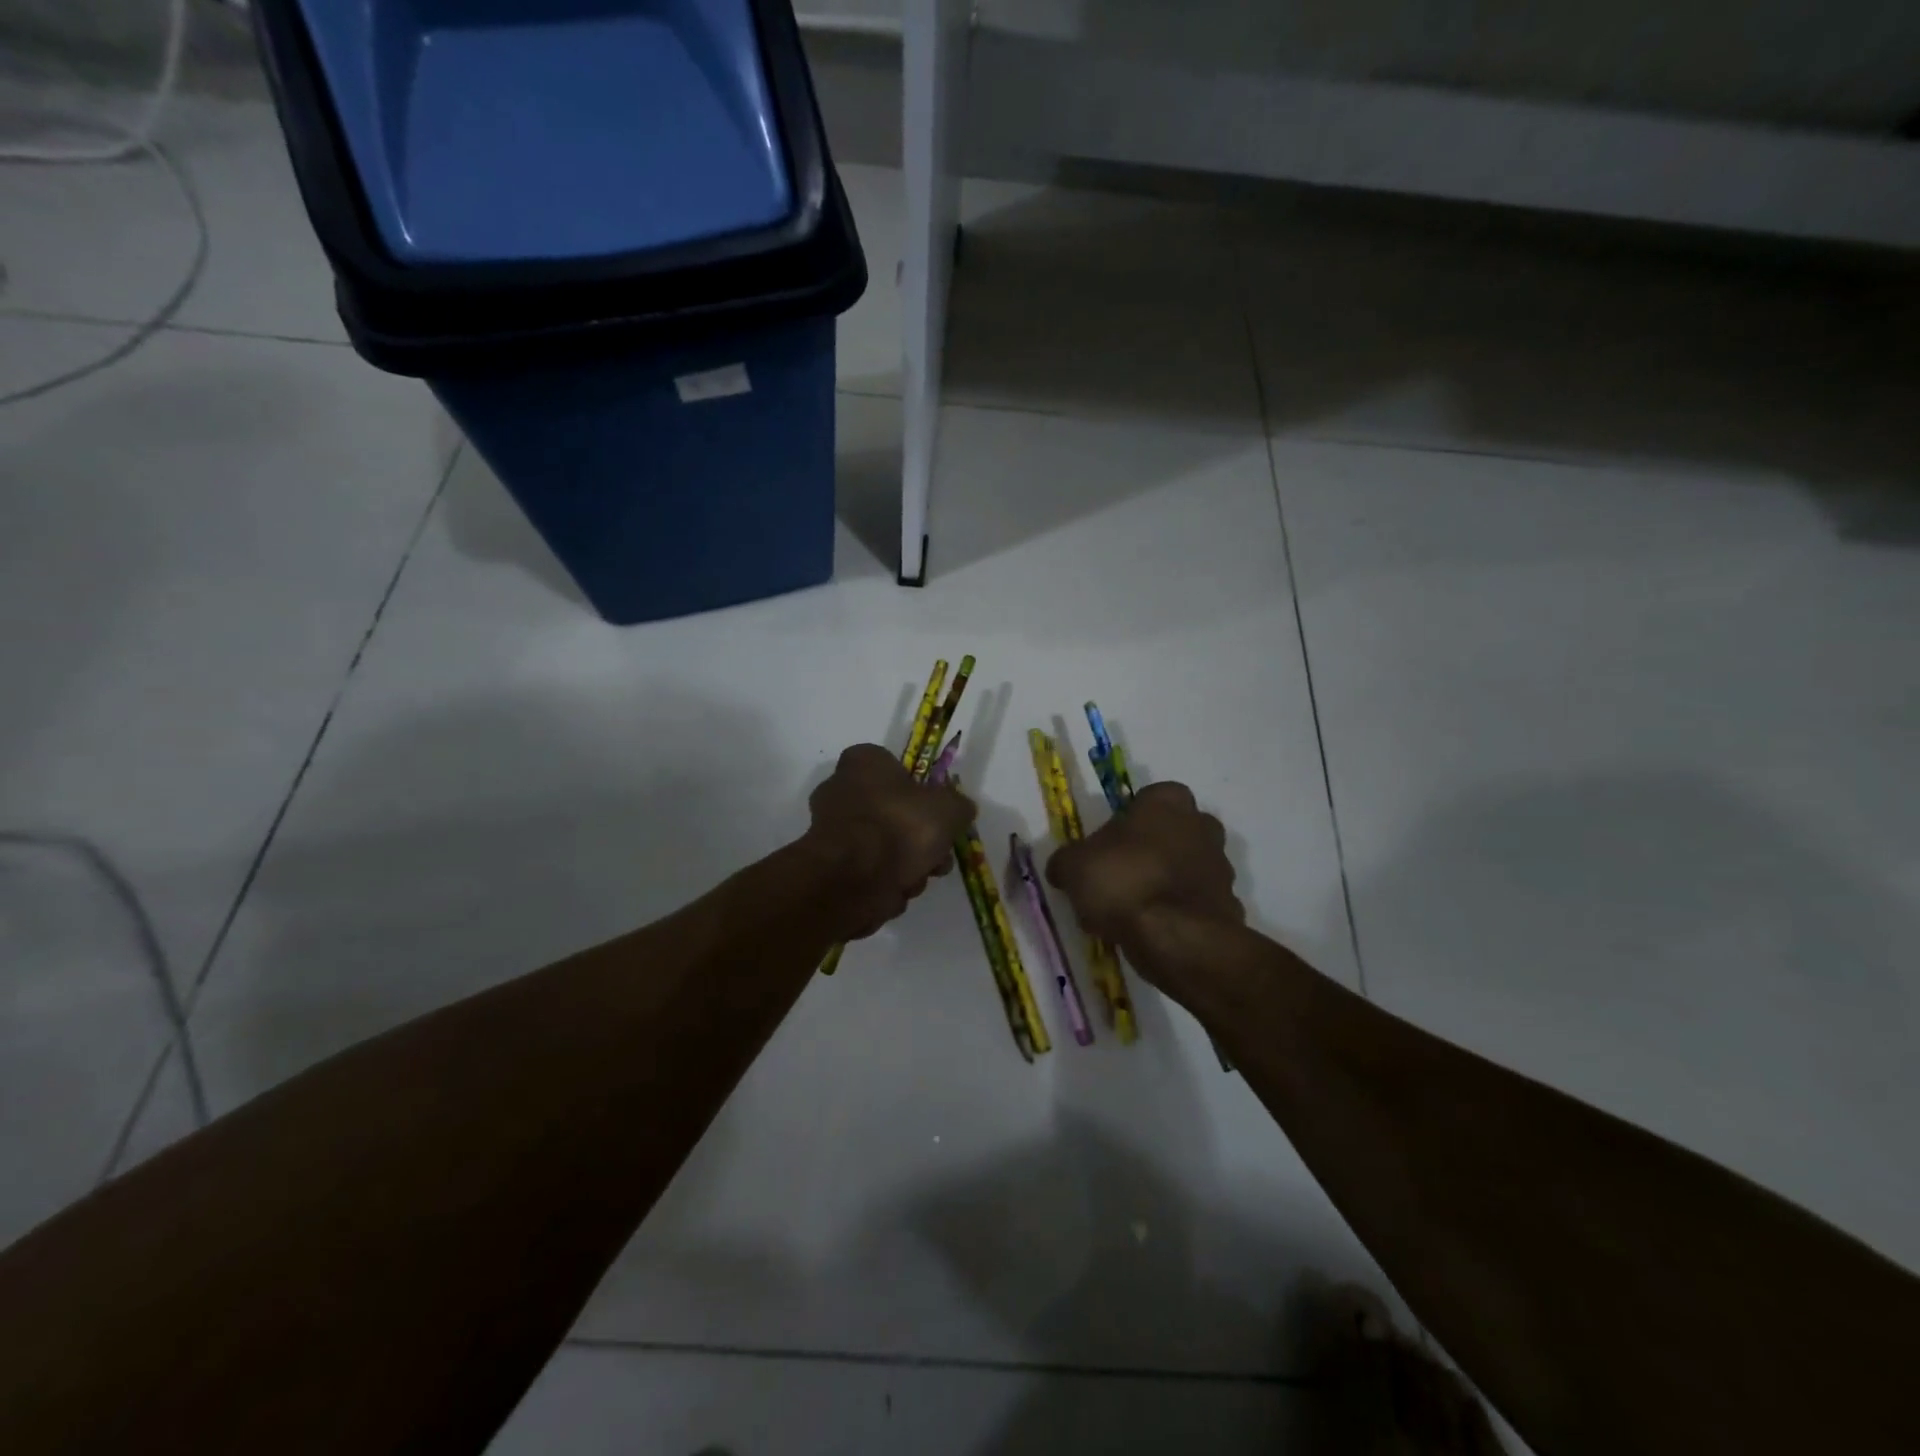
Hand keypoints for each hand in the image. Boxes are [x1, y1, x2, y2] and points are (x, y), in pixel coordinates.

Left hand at [806, 744, 975, 940]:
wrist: (855, 879)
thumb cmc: (901, 827)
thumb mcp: (949, 809)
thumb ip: (958, 805)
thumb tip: (959, 809)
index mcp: (863, 762)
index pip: (893, 766)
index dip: (919, 790)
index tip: (937, 812)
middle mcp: (839, 789)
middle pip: (892, 811)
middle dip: (919, 838)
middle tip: (938, 854)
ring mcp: (830, 830)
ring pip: (883, 845)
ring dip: (907, 863)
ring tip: (920, 876)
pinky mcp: (829, 866)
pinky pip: (868, 870)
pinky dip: (885, 881)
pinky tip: (897, 890)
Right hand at [1046, 782, 1242, 963]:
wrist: (1178, 939)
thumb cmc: (1123, 882)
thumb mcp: (1073, 867)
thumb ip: (1066, 862)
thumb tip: (1062, 869)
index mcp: (1167, 802)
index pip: (1147, 799)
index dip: (1124, 823)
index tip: (1106, 848)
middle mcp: (1202, 825)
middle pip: (1171, 832)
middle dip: (1149, 851)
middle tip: (1118, 878)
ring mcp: (1221, 866)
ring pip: (1185, 868)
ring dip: (1164, 883)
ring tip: (1131, 914)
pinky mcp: (1230, 906)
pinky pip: (1195, 904)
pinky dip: (1178, 914)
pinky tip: (1153, 933)